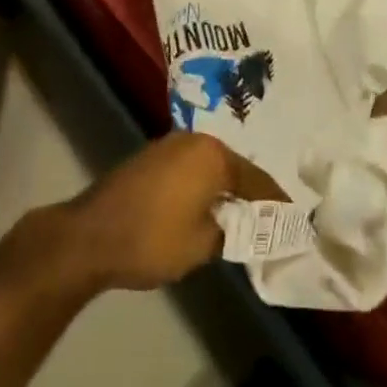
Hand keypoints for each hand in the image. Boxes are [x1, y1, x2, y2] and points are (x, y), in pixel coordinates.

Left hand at [57, 133, 277, 291]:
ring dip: (225, 186)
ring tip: (242, 213)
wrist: (92, 235)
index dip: (276, 201)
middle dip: (251, 191)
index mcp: (213, 156)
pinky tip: (208, 204)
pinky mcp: (154, 156)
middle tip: (270, 215)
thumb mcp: (202, 245)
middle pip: (234, 167)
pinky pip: (192, 167)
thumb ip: (230, 231)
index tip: (295, 217)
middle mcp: (196, 140)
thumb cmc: (153, 239)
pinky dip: (204, 184)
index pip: (256, 179)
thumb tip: (242, 224)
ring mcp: (172, 145)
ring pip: (212, 165)